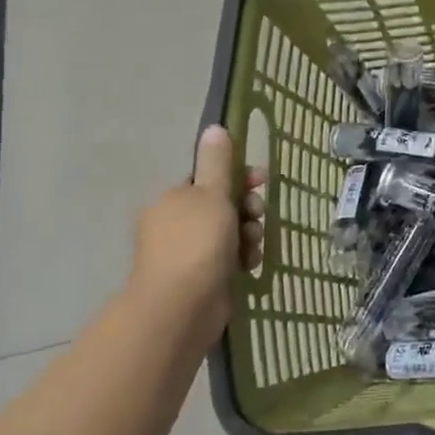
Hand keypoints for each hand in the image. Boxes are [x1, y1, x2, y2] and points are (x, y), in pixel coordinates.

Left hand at [127, 126, 264, 331]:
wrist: (181, 307)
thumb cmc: (197, 243)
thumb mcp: (211, 194)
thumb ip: (217, 162)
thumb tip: (214, 127)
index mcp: (173, 199)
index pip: (209, 179)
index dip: (238, 177)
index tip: (261, 180)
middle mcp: (177, 224)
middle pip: (223, 205)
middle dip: (247, 209)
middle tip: (257, 215)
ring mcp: (188, 253)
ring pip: (230, 232)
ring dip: (249, 234)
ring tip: (253, 245)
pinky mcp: (202, 278)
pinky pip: (230, 258)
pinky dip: (243, 258)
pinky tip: (250, 264)